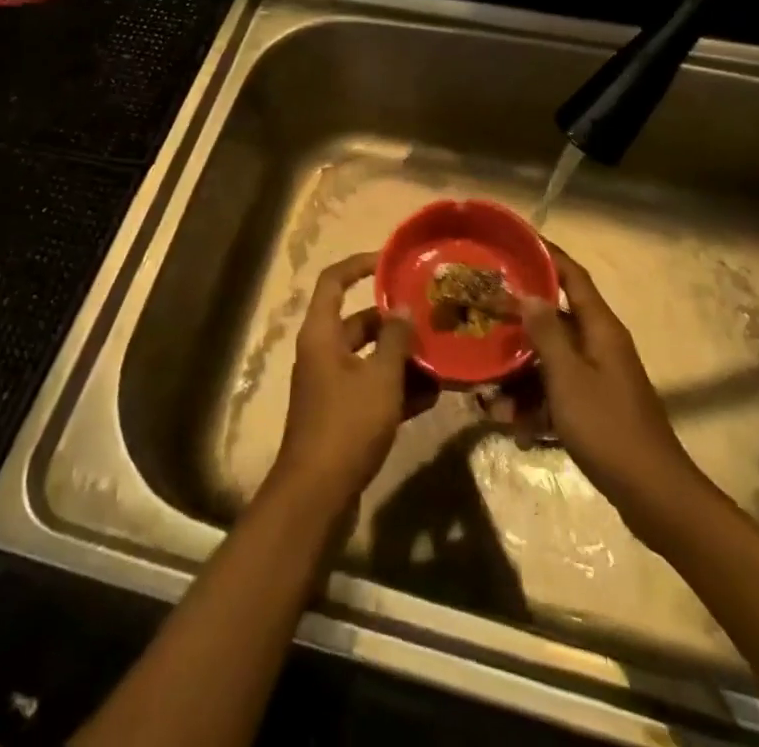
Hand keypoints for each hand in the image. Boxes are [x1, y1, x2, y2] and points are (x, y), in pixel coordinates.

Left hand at [270, 253, 433, 510]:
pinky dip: (397, 388)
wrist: (318, 495)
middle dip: (393, 321)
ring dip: (401, 357)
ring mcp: (331, 385)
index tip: (391, 261)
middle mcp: (322, 352)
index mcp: (321, 333)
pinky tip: (432, 393)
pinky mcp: (342, 414)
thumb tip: (402, 308)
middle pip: (358, 322)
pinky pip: (372, 388)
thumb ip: (395, 340)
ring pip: (369, 357)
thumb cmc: (346, 425)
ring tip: (440, 353)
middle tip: (430, 315)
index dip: (360, 264)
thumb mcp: (379, 378)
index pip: (334, 281)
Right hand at [514, 246, 700, 528]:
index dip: (546, 255)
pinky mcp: (594, 407)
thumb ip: (546, 333)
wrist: (654, 496)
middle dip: (518, 318)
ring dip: (519, 372)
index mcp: (600, 328)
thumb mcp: (568, 377)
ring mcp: (598, 377)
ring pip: (550, 360)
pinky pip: (556, 392)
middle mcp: (600, 345)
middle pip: (555, 317)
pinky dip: (534, 405)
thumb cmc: (608, 427)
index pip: (572, 276)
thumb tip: (528, 293)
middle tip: (482, 310)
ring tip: (486, 388)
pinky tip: (511, 426)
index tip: (514, 241)